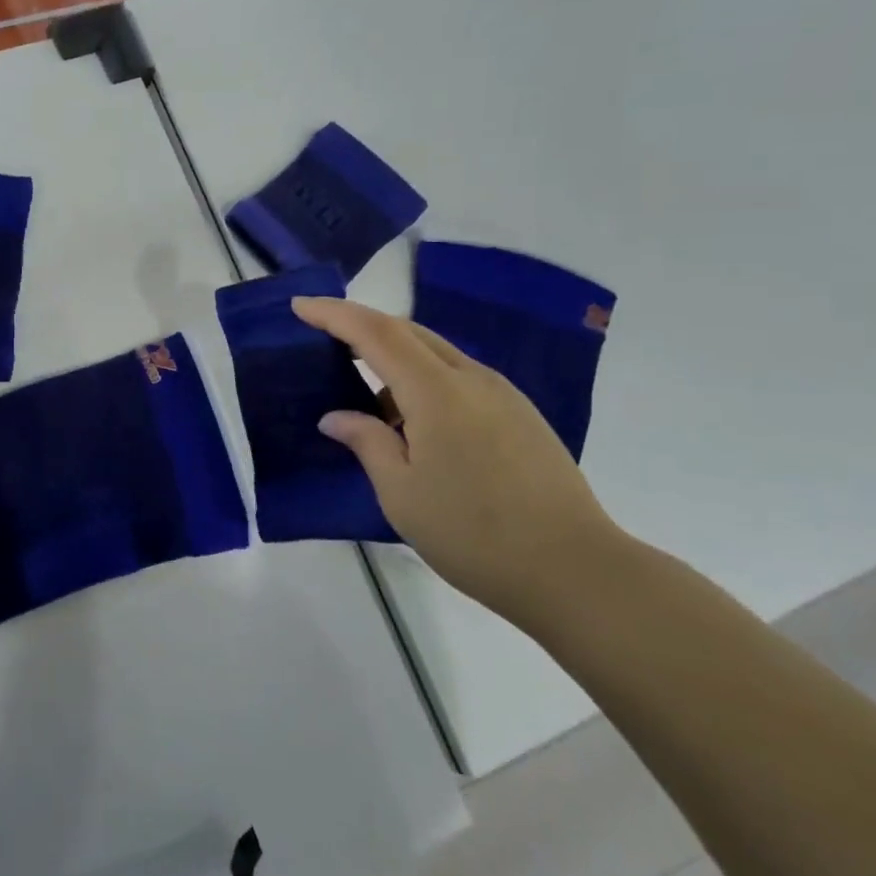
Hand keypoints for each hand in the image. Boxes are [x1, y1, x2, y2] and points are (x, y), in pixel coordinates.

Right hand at [293, 296, 621, 626]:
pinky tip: (416, 424)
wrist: (575, 570)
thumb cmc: (473, 533)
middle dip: (362, 327)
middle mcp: (471, 378)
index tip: (300, 305)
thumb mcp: (401, 493)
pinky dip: (424, 381)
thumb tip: (337, 417)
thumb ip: (366, 442)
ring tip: (368, 398)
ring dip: (395, 359)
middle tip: (324, 340)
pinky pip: (459, 378)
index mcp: (436, 391)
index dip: (334, 314)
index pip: (375, 332)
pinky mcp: (520, 414)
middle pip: (408, 332)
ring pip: (436, 354)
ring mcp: (502, 394)